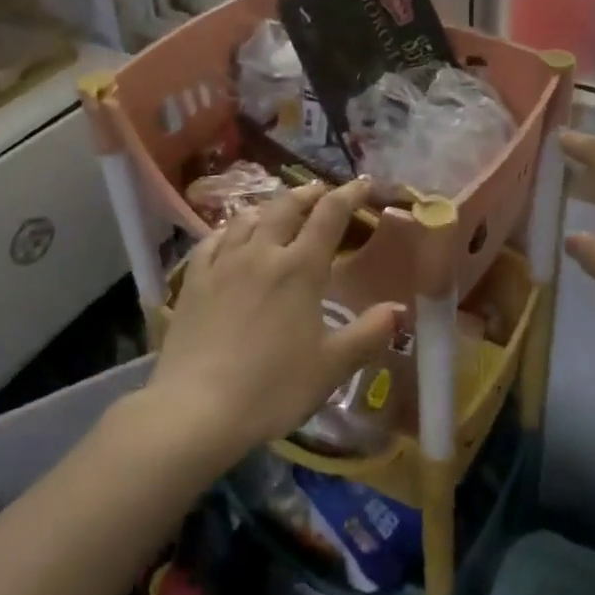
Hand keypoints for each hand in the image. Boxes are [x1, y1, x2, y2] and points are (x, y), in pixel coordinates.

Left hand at [147, 178, 401, 459]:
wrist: (195, 411)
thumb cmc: (272, 388)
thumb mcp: (331, 367)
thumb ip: (369, 334)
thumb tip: (400, 309)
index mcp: (300, 268)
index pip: (330, 215)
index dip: (349, 194)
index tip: (363, 184)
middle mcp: (262, 253)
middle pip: (286, 206)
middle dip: (309, 193)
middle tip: (321, 192)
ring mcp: (223, 264)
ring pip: (248, 217)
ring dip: (269, 207)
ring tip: (279, 210)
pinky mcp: (194, 281)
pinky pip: (212, 240)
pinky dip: (229, 229)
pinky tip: (231, 235)